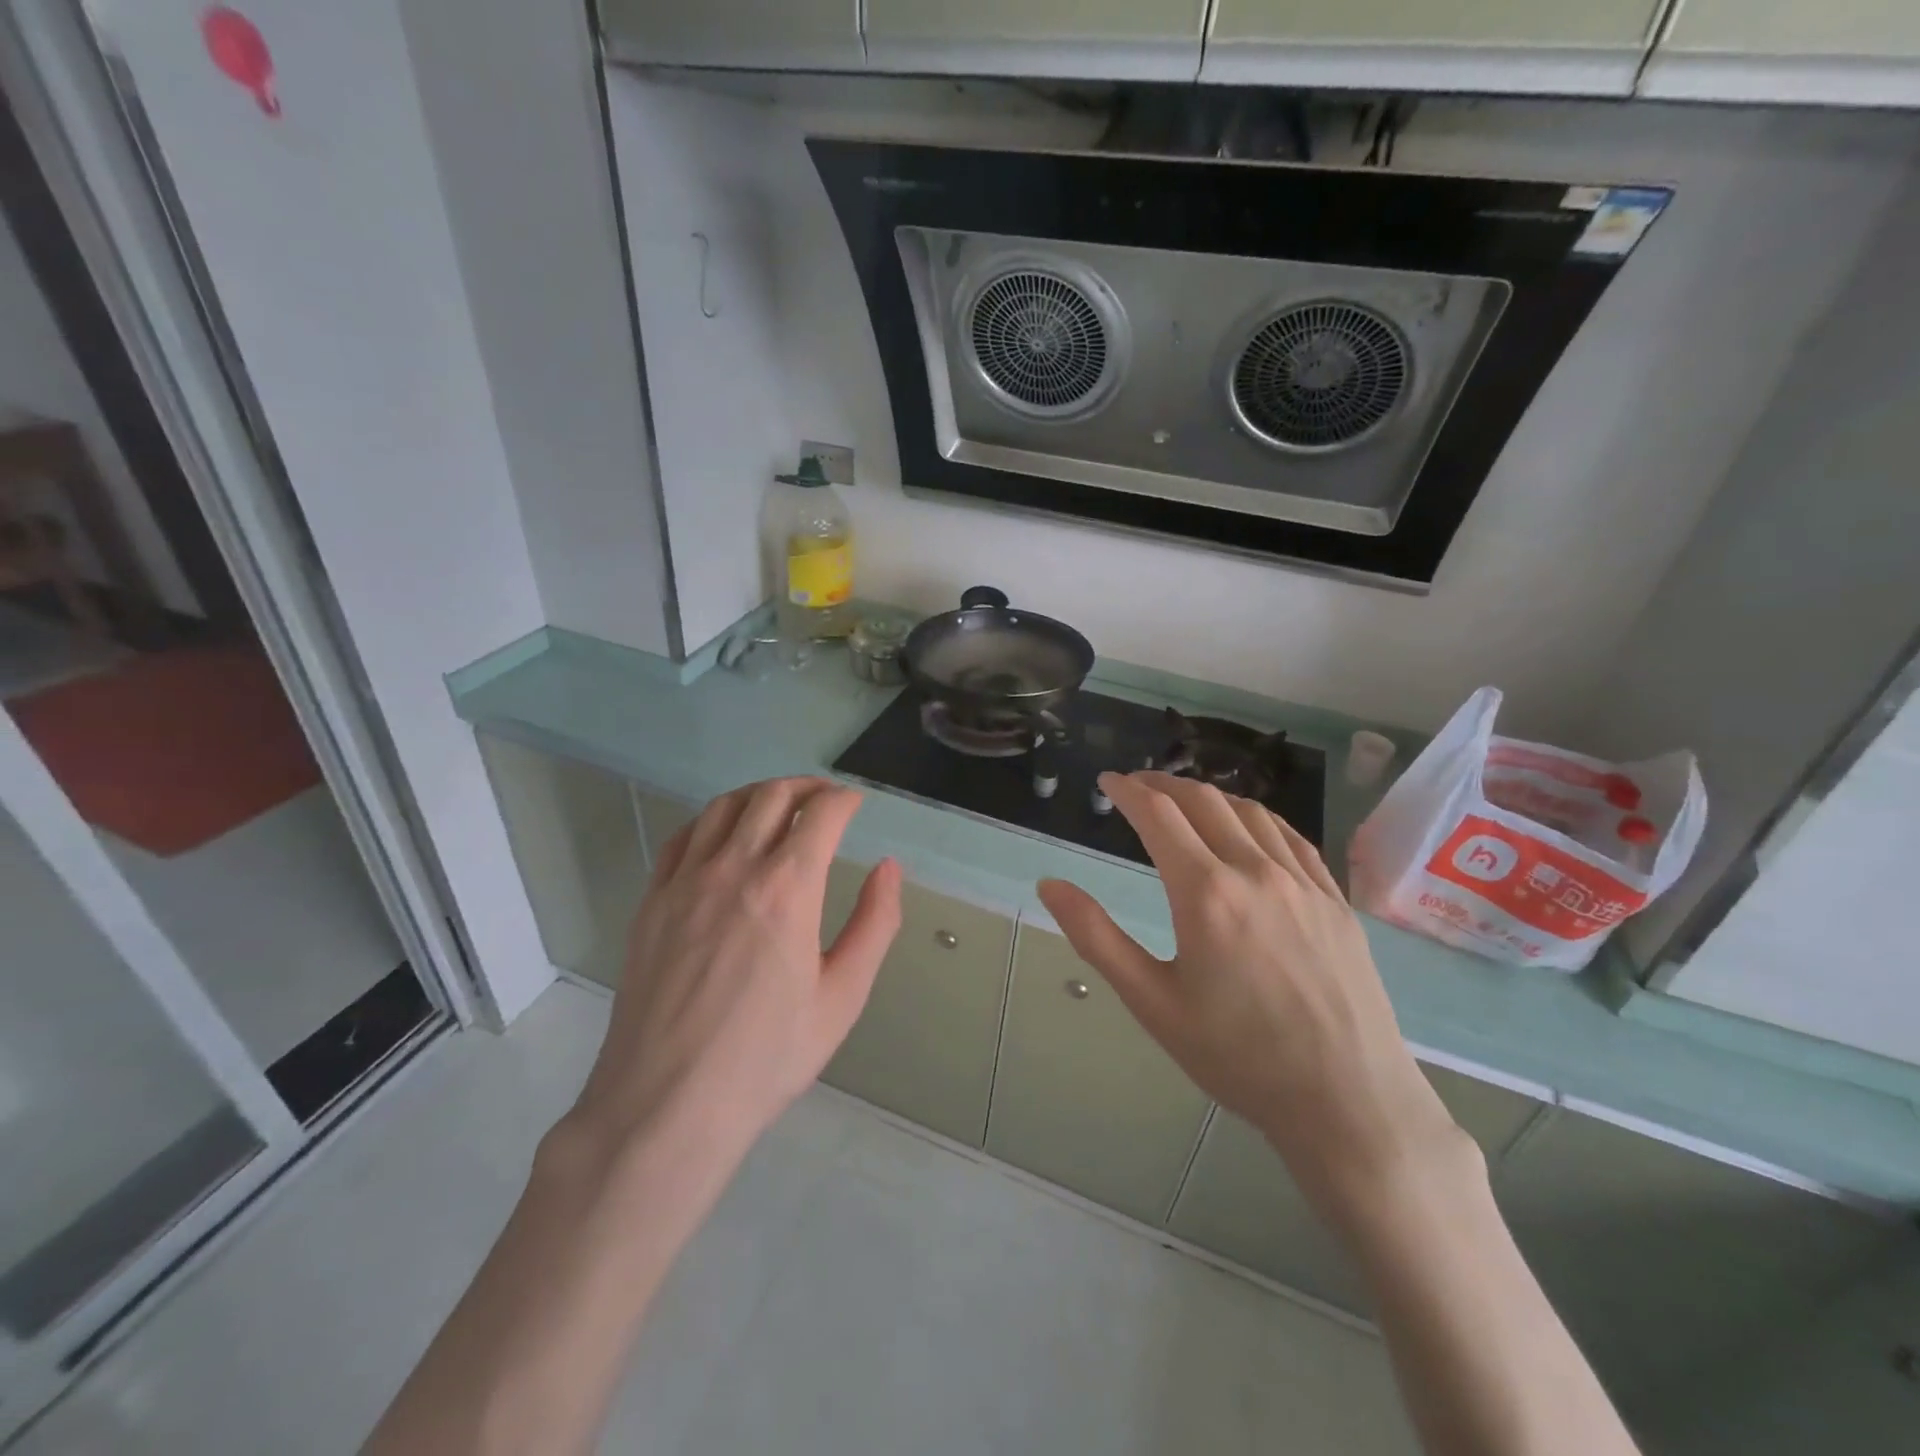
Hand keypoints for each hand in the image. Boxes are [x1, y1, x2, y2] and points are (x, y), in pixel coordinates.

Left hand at [570, 777, 902, 1159]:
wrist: (666, 1104)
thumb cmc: (766, 1057)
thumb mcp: (842, 997)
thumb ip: (875, 924)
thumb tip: (889, 869)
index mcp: (787, 889)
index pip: (821, 813)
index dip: (844, 800)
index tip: (856, 805)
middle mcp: (734, 869)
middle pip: (772, 796)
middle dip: (807, 787)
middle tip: (826, 800)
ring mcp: (685, 882)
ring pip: (724, 806)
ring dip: (760, 794)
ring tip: (780, 806)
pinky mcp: (652, 901)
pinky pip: (683, 837)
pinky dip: (712, 820)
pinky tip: (724, 837)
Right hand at [1037, 771, 1458, 1202]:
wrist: (1349, 1103)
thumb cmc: (1238, 1057)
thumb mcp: (1152, 1002)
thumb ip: (1096, 937)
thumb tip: (1049, 885)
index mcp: (1205, 893)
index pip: (1158, 814)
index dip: (1128, 790)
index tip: (1108, 780)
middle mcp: (1255, 871)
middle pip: (1203, 801)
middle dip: (1164, 784)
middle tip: (1138, 785)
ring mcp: (1303, 882)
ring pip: (1250, 811)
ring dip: (1209, 795)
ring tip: (1185, 799)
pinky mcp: (1335, 900)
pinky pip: (1292, 837)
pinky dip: (1257, 817)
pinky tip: (1249, 826)